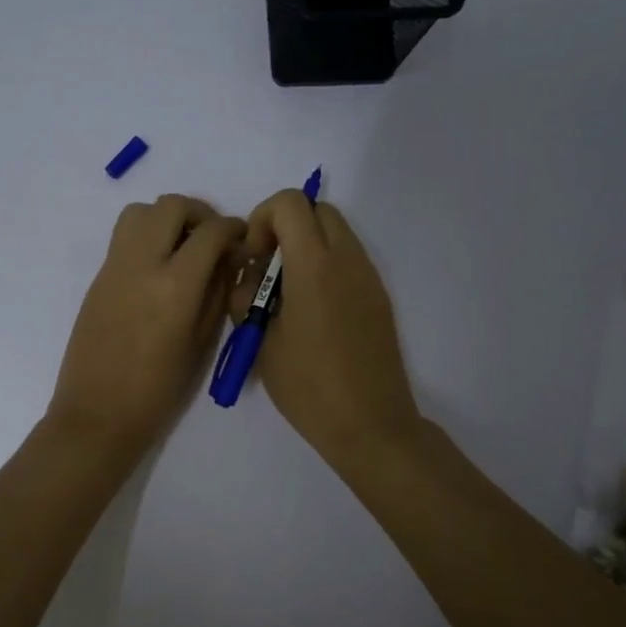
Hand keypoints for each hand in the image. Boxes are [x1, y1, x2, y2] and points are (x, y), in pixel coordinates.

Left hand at [47, 194, 244, 461]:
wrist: (97, 413)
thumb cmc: (158, 390)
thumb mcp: (201, 343)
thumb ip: (217, 293)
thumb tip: (227, 261)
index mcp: (175, 285)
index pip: (211, 232)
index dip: (233, 228)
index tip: (242, 240)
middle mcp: (142, 264)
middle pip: (171, 206)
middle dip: (200, 213)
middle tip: (213, 238)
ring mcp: (114, 267)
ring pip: (140, 211)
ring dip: (167, 217)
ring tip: (183, 246)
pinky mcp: (98, 277)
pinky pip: (124, 236)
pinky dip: (146, 235)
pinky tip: (159, 267)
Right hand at [233, 191, 421, 467]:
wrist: (370, 423)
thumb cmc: (308, 386)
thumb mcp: (262, 342)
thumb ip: (246, 298)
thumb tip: (248, 276)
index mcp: (314, 266)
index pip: (290, 203)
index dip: (263, 219)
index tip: (255, 259)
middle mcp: (347, 259)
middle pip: (317, 208)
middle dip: (286, 226)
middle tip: (269, 268)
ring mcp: (369, 276)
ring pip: (337, 231)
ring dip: (307, 244)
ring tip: (288, 291)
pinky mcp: (379, 296)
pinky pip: (350, 258)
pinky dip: (326, 263)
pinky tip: (313, 309)